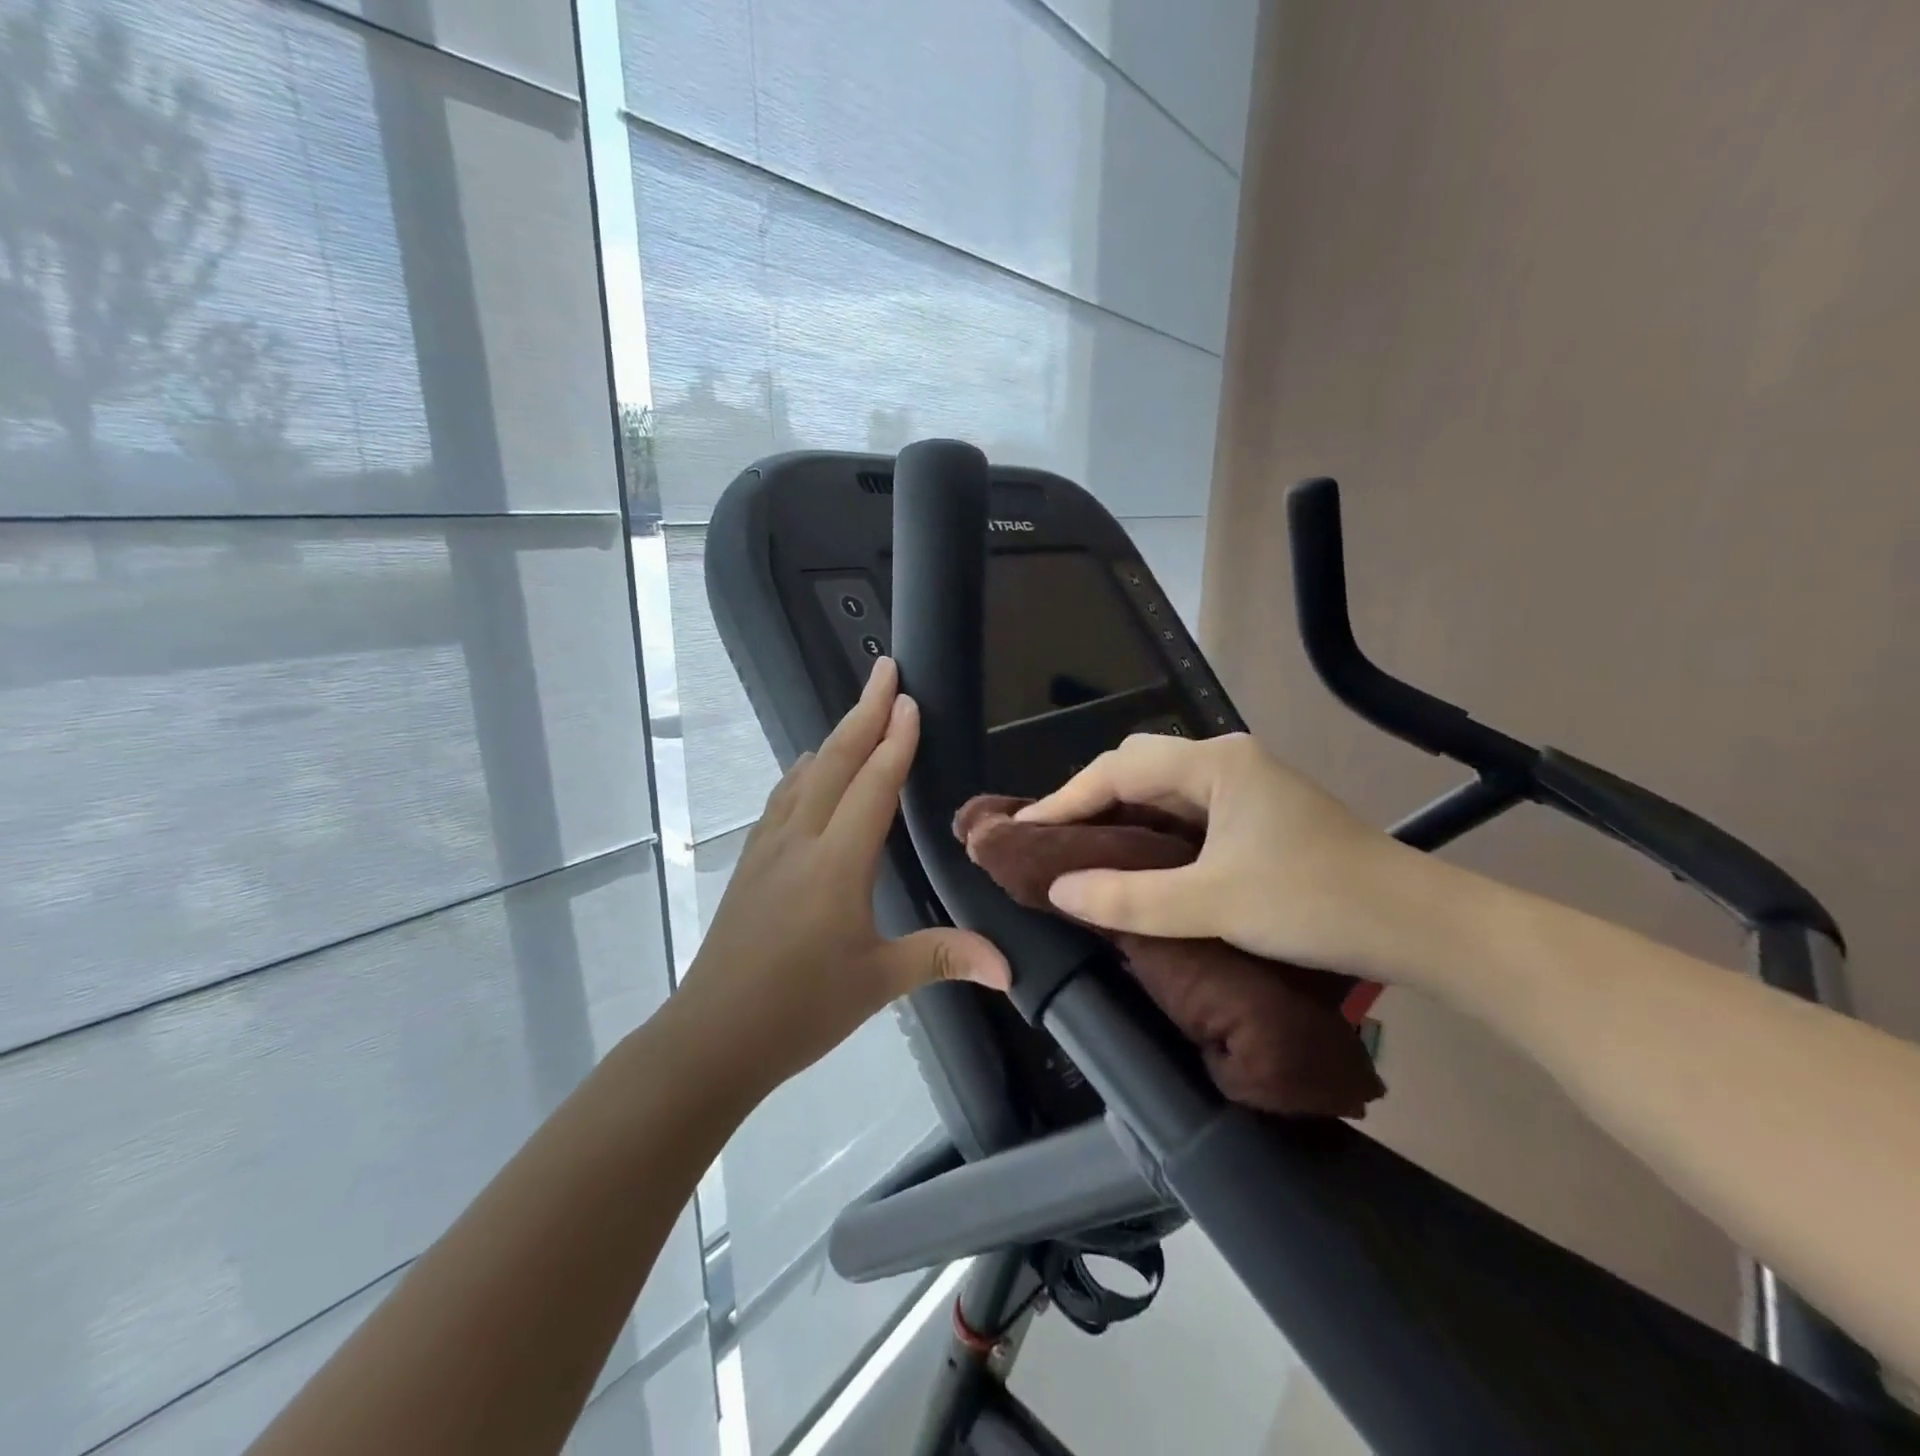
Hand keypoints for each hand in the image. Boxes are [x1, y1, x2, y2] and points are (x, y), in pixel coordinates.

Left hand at [680, 658, 1009, 1094]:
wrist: (711, 1037)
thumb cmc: (798, 1009)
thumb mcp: (878, 982)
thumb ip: (943, 957)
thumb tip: (1009, 967)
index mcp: (836, 863)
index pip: (873, 786)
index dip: (895, 740)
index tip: (910, 699)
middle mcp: (800, 841)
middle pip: (835, 762)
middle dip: (863, 712)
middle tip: (884, 670)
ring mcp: (768, 848)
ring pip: (805, 775)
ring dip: (834, 738)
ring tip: (858, 713)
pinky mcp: (750, 863)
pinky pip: (783, 799)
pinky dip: (806, 771)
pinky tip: (810, 772)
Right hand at [1017, 732, 1448, 984]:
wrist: (1421, 926)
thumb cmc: (1318, 900)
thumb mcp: (1216, 902)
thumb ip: (1131, 898)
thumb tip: (1058, 889)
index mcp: (1215, 763)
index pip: (1117, 769)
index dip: (1064, 799)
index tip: (1020, 831)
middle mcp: (1226, 762)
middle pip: (1135, 768)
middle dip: (1087, 800)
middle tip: (1047, 840)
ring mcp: (1246, 788)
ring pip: (1160, 791)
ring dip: (1118, 818)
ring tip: (1076, 850)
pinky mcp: (1257, 816)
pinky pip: (1184, 814)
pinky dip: (1149, 834)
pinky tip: (1133, 862)